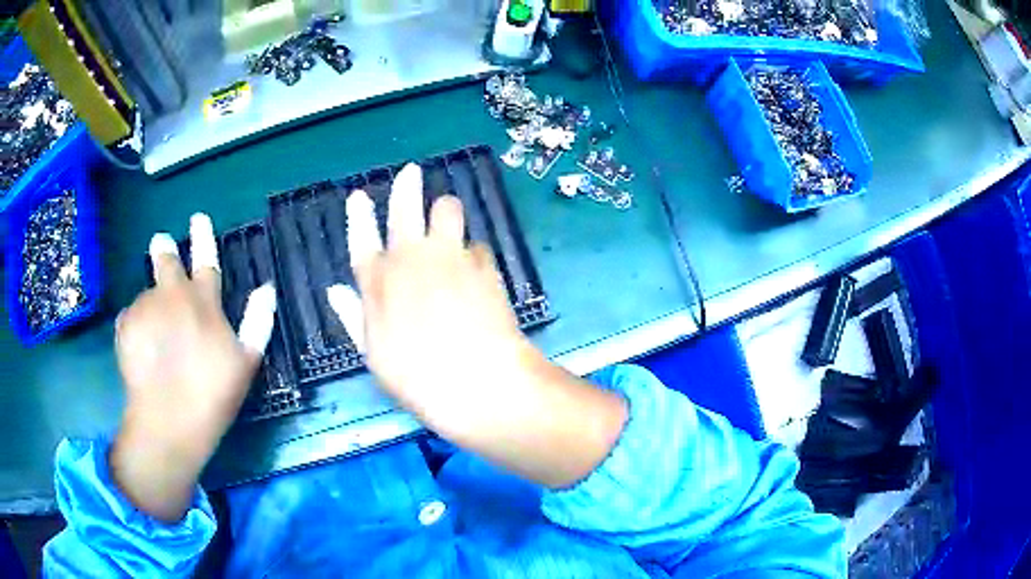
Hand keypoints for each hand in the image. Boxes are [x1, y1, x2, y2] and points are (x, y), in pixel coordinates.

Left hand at [110, 214, 275, 521]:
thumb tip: (266, 288)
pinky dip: (137, 325)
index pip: (206, 260)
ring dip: (153, 304)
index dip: (203, 237)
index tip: (198, 217)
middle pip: (166, 260)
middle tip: (160, 245)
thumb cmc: (212, 394)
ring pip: (148, 294)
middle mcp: (172, 295)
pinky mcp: (125, 325)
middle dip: (164, 250)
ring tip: (157, 339)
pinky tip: (144, 350)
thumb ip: (257, 321)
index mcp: (203, 302)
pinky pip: (131, 316)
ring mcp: (145, 307)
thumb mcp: (246, 362)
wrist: (168, 421)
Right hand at [327, 164, 626, 487]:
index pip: (362, 238)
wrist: (479, 382)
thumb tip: (335, 291)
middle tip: (411, 172)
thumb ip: (354, 317)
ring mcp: (451, 256)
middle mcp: (412, 259)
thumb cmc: (417, 378)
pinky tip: (476, 271)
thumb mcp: (374, 354)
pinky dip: (472, 253)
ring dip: (445, 212)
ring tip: (448, 223)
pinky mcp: (484, 263)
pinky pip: (476, 244)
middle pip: (405, 207)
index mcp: (378, 282)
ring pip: (448, 209)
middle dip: (406, 186)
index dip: (359, 216)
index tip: (359, 195)